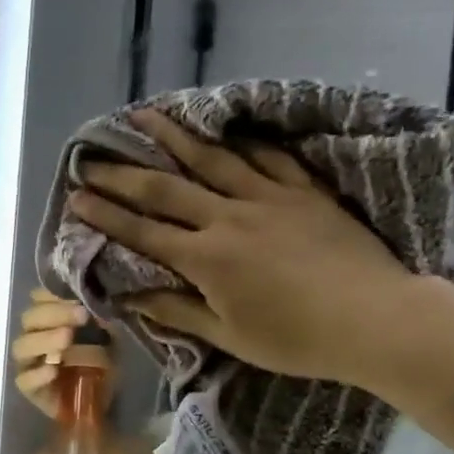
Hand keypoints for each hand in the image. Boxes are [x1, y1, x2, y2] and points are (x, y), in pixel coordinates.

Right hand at [10, 287, 113, 417]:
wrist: (104, 401)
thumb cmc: (103, 363)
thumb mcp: (110, 338)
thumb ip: (102, 321)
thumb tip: (99, 305)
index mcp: (49, 319)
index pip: (38, 298)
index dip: (53, 294)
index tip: (78, 297)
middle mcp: (33, 337)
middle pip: (30, 319)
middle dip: (55, 314)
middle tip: (81, 316)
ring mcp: (28, 363)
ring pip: (22, 347)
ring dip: (44, 340)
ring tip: (67, 338)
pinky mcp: (29, 389)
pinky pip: (24, 380)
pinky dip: (38, 374)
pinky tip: (54, 370)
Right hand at [67, 110, 417, 389]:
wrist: (377, 320)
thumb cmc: (297, 339)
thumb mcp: (230, 336)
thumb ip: (177, 312)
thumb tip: (128, 298)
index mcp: (207, 259)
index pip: (144, 232)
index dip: (106, 214)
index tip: (76, 196)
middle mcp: (229, 218)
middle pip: (167, 188)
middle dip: (124, 172)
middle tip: (92, 155)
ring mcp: (269, 198)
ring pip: (213, 158)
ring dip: (175, 135)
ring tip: (145, 115)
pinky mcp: (304, 191)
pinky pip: (268, 157)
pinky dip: (243, 140)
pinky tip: (226, 127)